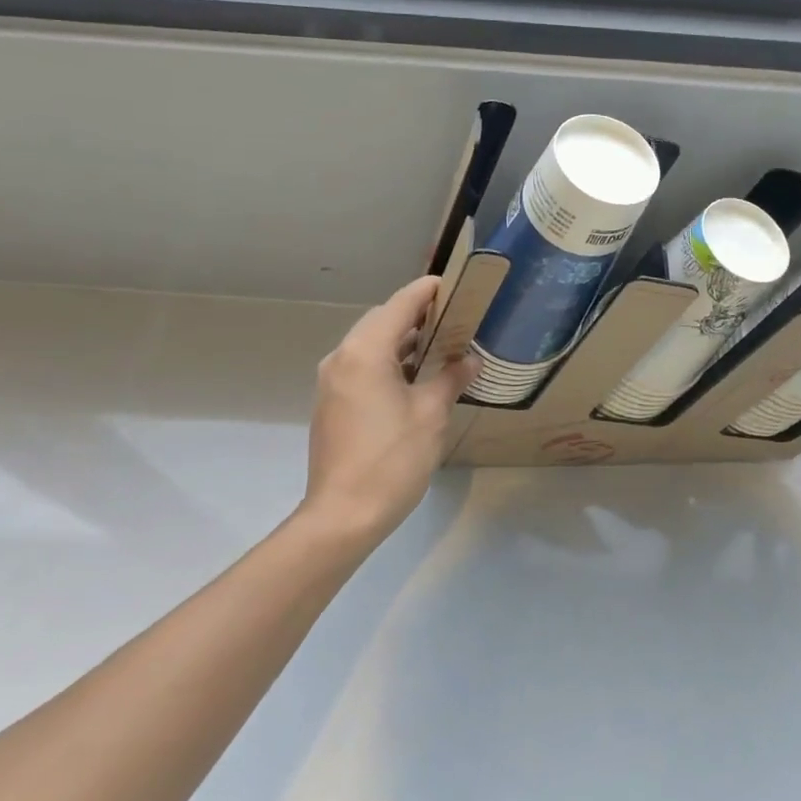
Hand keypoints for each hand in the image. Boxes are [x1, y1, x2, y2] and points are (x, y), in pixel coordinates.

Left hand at [303, 275, 481, 545]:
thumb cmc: (392, 459)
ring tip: (440, 344)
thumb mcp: (432, 414)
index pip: (400, 304)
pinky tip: (414, 376)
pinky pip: (362, 365)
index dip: (428, 291)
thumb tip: (470, 359)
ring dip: (402, 339)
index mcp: (366, 351)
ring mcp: (332, 381)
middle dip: (416, 314)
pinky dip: (388, 360)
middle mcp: (342, 357)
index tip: (455, 285)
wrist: (343, 515)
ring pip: (370, 343)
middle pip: (382, 320)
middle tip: (454, 318)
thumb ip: (452, 377)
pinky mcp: (331, 402)